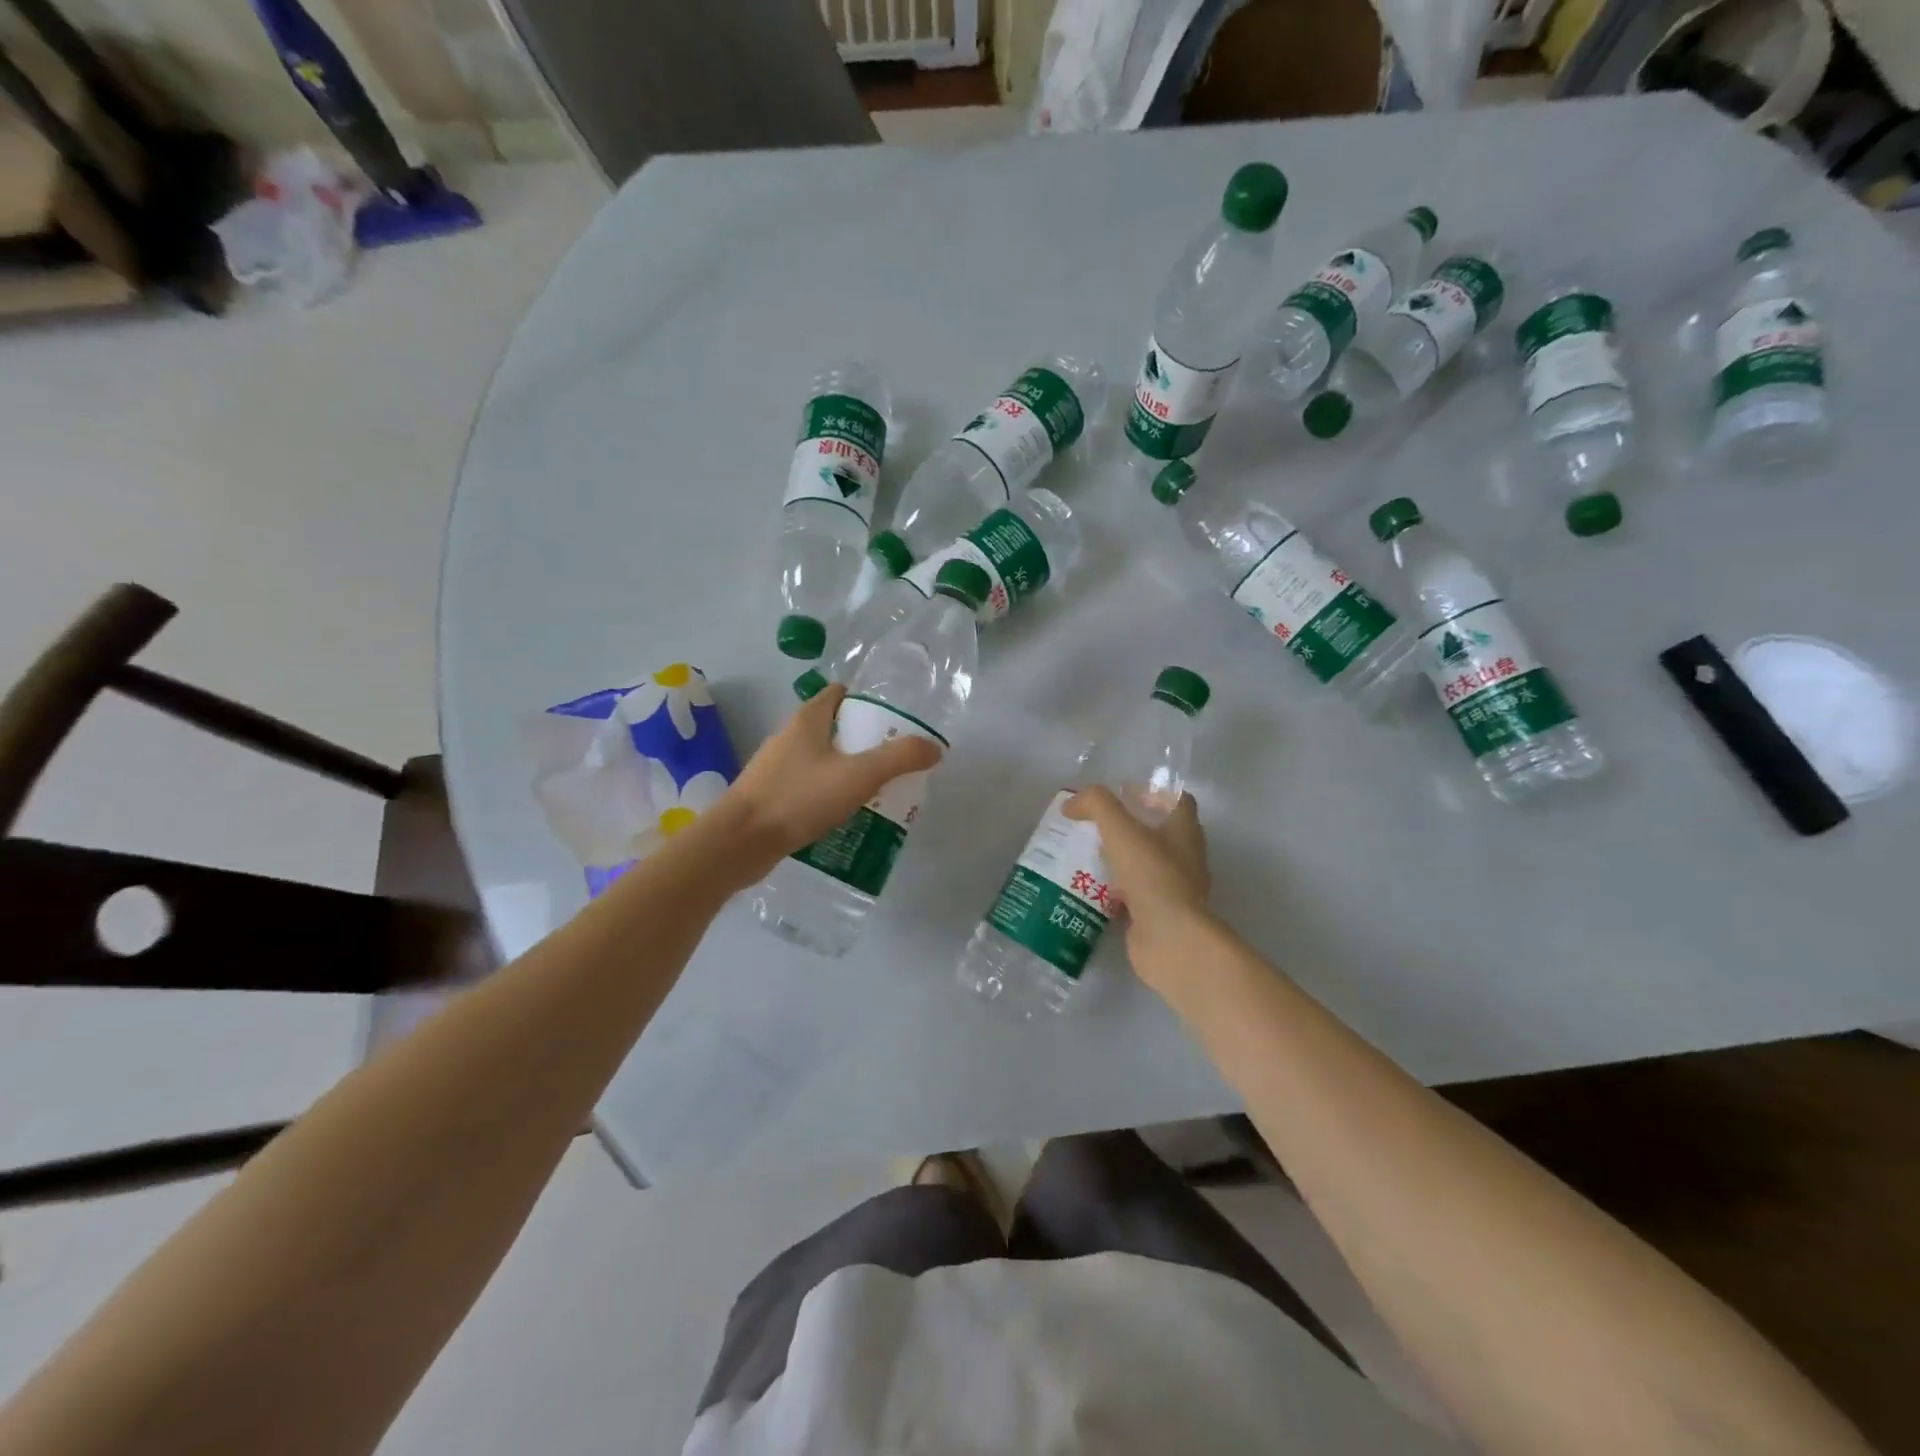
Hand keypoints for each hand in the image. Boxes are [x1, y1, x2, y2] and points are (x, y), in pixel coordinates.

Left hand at [708, 682, 941, 885]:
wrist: (739, 843)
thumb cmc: (799, 799)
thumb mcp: (858, 776)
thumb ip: (899, 758)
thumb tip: (934, 748)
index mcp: (807, 719)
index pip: (840, 694)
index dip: (867, 702)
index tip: (893, 723)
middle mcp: (789, 736)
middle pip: (833, 727)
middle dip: (863, 741)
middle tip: (893, 762)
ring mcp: (776, 767)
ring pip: (820, 759)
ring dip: (846, 770)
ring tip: (875, 791)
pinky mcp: (770, 796)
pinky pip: (807, 786)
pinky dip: (827, 794)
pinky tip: (844, 815)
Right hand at [1063, 787, 1210, 982]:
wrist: (1169, 939)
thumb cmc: (1152, 876)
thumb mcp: (1120, 829)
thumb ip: (1096, 805)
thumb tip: (1071, 803)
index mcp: (1185, 831)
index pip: (1177, 801)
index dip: (1152, 793)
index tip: (1121, 795)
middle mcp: (1186, 857)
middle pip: (1160, 832)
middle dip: (1130, 826)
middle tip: (1096, 824)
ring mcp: (1175, 889)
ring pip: (1145, 865)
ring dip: (1120, 859)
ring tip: (1086, 853)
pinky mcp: (1159, 915)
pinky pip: (1136, 895)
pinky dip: (1116, 890)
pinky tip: (1089, 887)